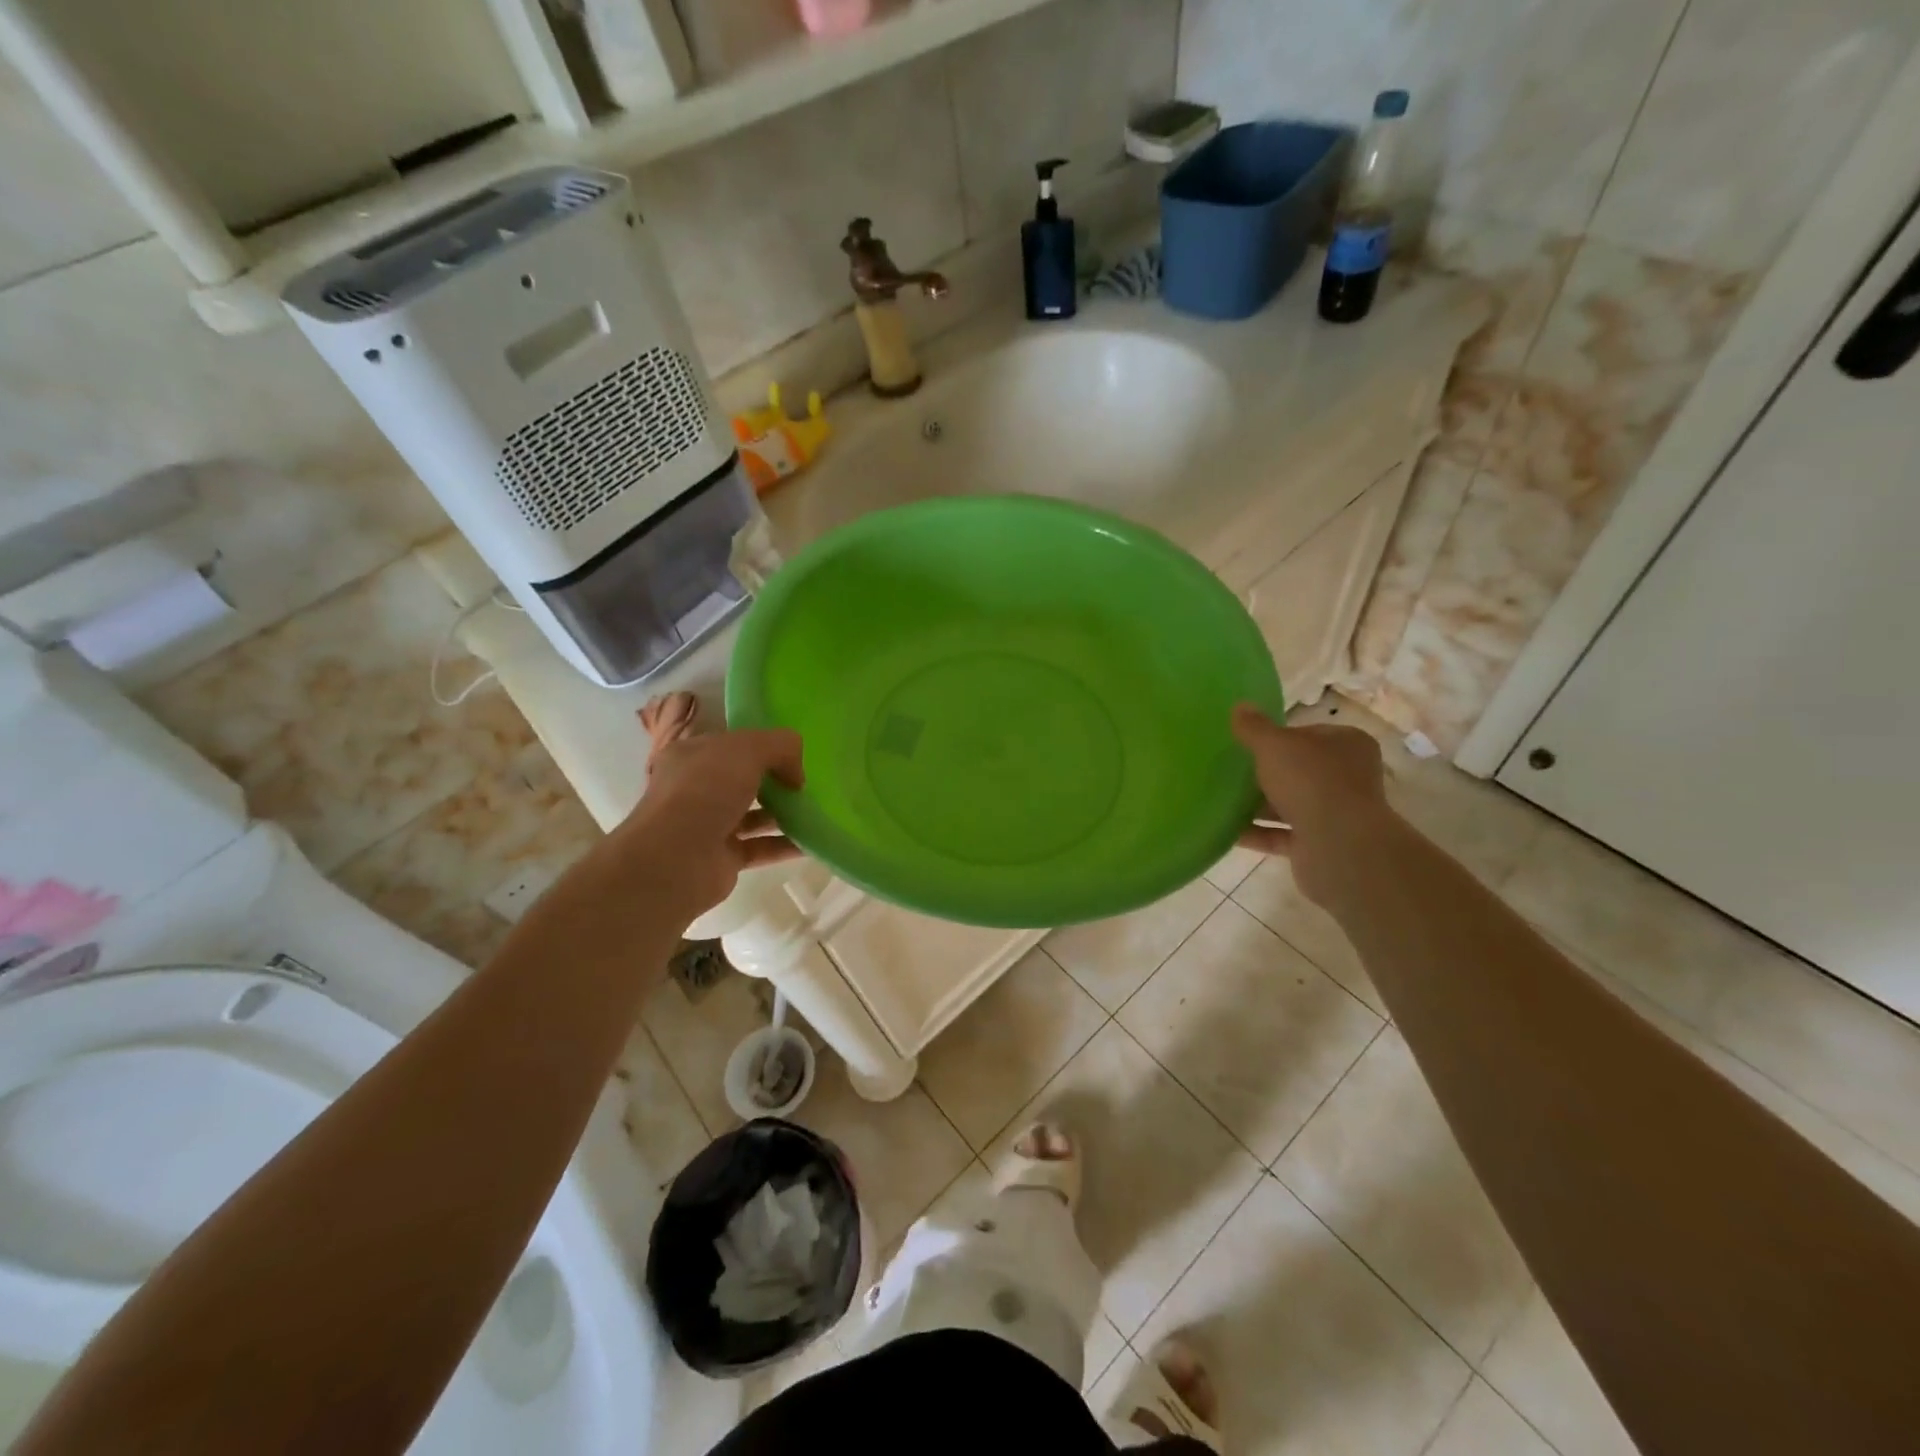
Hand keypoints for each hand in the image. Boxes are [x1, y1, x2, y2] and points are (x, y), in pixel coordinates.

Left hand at [611, 726, 805, 920]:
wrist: (676, 859)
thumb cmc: (706, 791)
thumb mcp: (749, 749)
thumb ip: (781, 746)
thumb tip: (796, 774)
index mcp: (692, 756)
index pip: (731, 745)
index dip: (763, 746)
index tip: (793, 756)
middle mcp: (695, 789)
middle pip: (743, 780)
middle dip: (775, 781)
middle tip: (805, 785)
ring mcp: (707, 825)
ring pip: (753, 815)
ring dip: (784, 814)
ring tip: (815, 812)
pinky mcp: (722, 858)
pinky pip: (760, 847)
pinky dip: (785, 845)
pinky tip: (812, 842)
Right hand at [1231, 704, 1391, 908]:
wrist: (1338, 846)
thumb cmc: (1310, 782)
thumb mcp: (1274, 745)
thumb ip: (1254, 727)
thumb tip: (1239, 706)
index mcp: (1347, 744)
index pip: (1308, 734)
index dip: (1277, 737)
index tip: (1248, 744)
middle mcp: (1348, 777)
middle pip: (1298, 770)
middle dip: (1265, 773)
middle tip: (1230, 771)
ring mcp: (1336, 813)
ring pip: (1290, 804)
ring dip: (1258, 805)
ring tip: (1221, 800)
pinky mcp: (1321, 844)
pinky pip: (1281, 835)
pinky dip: (1257, 833)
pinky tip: (1227, 831)